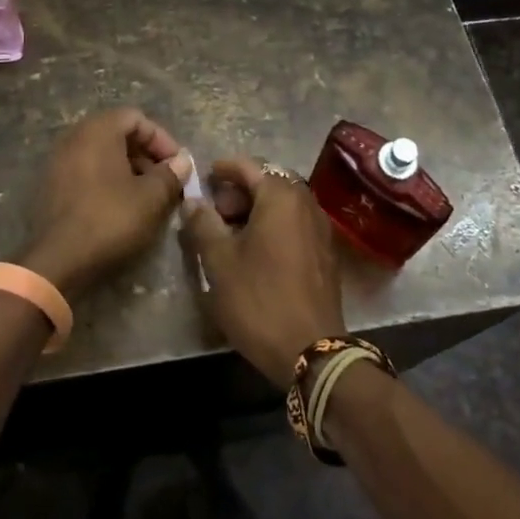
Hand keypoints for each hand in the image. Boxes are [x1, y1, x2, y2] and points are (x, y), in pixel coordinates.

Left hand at [17, 108, 193, 301]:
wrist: (58, 260)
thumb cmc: (109, 219)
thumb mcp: (150, 198)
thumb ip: (170, 174)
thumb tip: (182, 161)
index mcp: (97, 130)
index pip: (136, 118)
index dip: (161, 139)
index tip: (177, 165)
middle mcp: (74, 137)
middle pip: (118, 133)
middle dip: (147, 155)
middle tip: (165, 180)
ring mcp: (59, 161)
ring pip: (103, 154)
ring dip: (129, 169)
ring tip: (148, 196)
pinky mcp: (52, 185)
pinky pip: (87, 171)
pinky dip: (108, 180)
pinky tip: (122, 206)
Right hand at [179, 155, 345, 386]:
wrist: (312, 352)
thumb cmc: (260, 300)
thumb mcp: (219, 262)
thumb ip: (203, 224)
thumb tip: (193, 201)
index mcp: (281, 196)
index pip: (248, 166)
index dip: (223, 169)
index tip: (204, 178)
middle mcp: (306, 203)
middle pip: (269, 182)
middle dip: (240, 191)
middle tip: (215, 211)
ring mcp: (320, 229)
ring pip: (283, 204)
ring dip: (256, 209)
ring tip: (231, 233)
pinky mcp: (325, 253)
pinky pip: (295, 224)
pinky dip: (274, 225)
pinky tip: (255, 251)